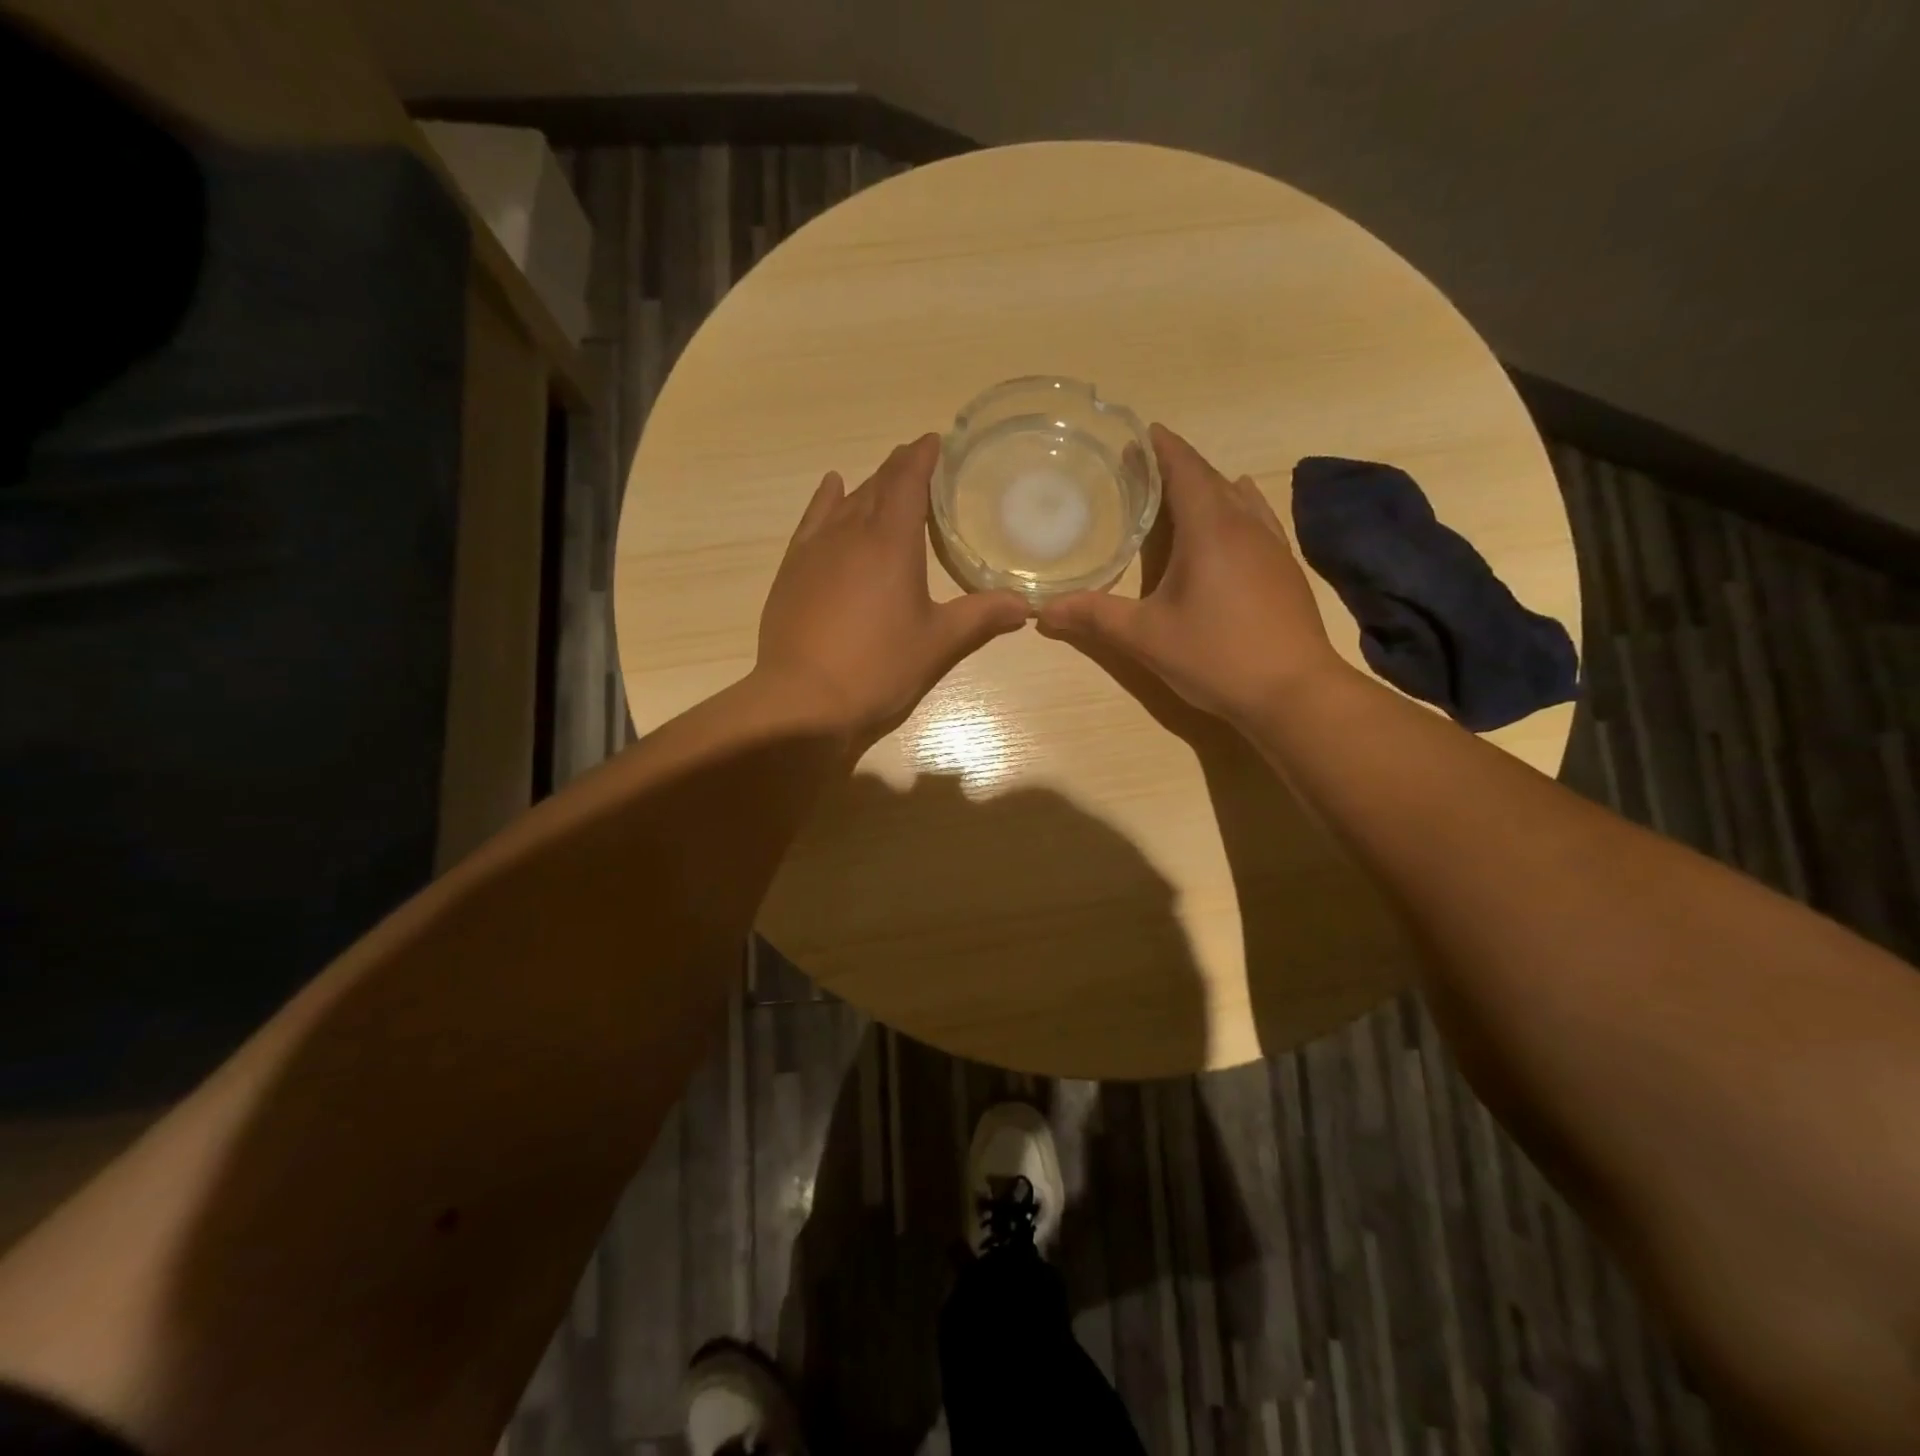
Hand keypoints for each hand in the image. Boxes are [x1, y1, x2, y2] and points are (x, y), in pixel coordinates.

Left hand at [756, 435, 1028, 748]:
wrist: (804, 700)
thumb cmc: (879, 667)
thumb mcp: (938, 643)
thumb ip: (981, 617)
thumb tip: (1025, 606)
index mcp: (891, 541)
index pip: (908, 481)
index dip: (922, 457)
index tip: (935, 440)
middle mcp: (850, 533)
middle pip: (877, 486)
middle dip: (899, 468)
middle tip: (917, 460)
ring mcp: (815, 549)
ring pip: (845, 501)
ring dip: (867, 485)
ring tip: (883, 477)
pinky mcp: (792, 570)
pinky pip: (812, 520)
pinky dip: (825, 500)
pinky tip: (832, 489)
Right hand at [1038, 424, 1344, 726]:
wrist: (1293, 691)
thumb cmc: (1215, 656)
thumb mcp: (1145, 637)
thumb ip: (1095, 617)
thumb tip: (1043, 612)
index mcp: (1210, 529)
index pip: (1185, 470)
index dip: (1163, 448)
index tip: (1142, 432)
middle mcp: (1245, 525)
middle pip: (1211, 479)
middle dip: (1179, 467)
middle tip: (1146, 468)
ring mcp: (1272, 546)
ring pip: (1239, 498)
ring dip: (1209, 488)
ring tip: (1183, 493)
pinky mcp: (1285, 569)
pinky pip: (1257, 521)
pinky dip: (1235, 510)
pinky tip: (1232, 526)